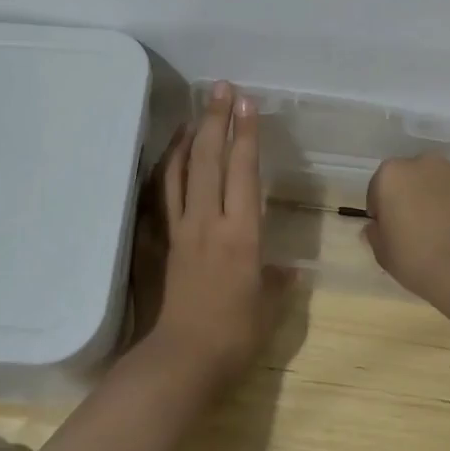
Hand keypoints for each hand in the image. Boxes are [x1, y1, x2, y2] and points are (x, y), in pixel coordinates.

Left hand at [142, 82, 280, 386]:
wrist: (180, 361)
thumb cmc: (234, 337)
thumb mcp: (268, 309)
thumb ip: (278, 283)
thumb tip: (289, 270)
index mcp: (242, 235)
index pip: (244, 172)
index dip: (246, 135)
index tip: (247, 104)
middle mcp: (208, 222)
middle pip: (210, 160)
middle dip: (216, 120)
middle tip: (221, 89)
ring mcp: (179, 230)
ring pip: (180, 172)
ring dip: (188, 138)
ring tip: (195, 114)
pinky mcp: (160, 243)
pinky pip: (160, 196)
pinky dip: (165, 170)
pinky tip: (169, 158)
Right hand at [364, 156, 449, 321]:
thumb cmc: (415, 258)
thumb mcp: (382, 252)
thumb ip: (375, 233)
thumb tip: (377, 227)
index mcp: (392, 174)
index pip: (379, 188)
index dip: (382, 210)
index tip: (388, 230)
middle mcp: (424, 163)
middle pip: (411, 178)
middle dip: (411, 196)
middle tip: (415, 227)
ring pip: (440, 183)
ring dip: (437, 198)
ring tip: (443, 230)